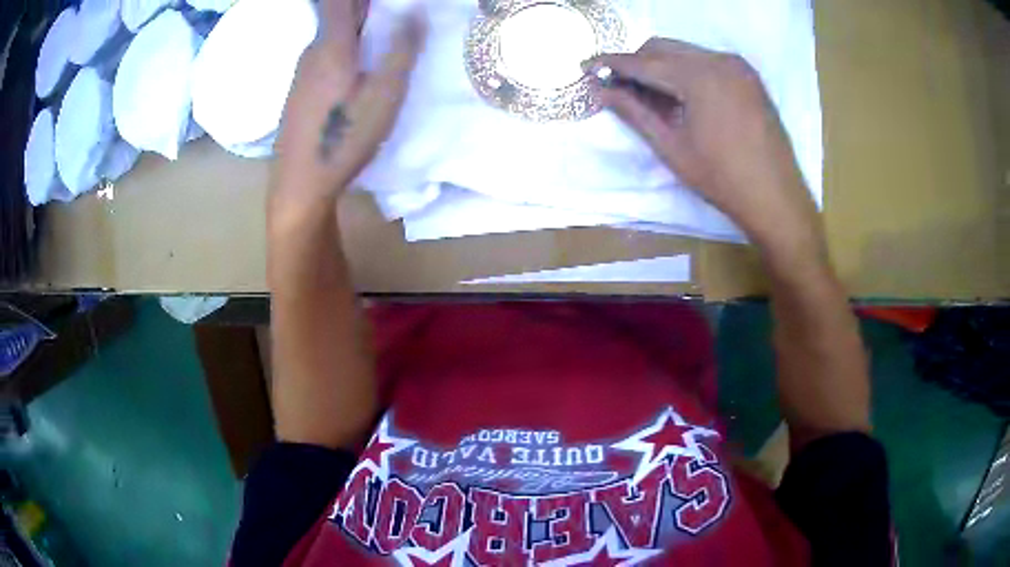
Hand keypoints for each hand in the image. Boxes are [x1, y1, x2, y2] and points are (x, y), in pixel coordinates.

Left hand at [270, 0, 423, 223]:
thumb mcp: (385, 95)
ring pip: (329, 35)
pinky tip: (357, 66)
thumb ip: (401, 50)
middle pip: (335, 14)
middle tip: (392, 14)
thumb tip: (415, 13)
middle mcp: (312, 51)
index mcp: (331, 45)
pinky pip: (323, 54)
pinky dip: (342, 47)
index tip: (386, 3)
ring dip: (353, 26)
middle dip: (362, 7)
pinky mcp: (299, 91)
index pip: (337, 0)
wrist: (300, 183)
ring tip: (380, 34)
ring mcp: (302, 72)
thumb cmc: (345, 137)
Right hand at [589, 39, 824, 264]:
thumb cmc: (722, 179)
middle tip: (619, 86)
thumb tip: (600, 90)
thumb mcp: (671, 147)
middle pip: (663, 47)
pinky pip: (707, 61)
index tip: (586, 66)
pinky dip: (687, 70)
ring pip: (685, 52)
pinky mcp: (749, 76)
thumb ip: (634, 112)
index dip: (612, 63)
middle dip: (636, 62)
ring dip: (661, 66)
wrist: (777, 198)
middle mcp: (719, 60)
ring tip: (650, 94)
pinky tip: (681, 95)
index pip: (644, 62)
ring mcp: (737, 66)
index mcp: (699, 77)